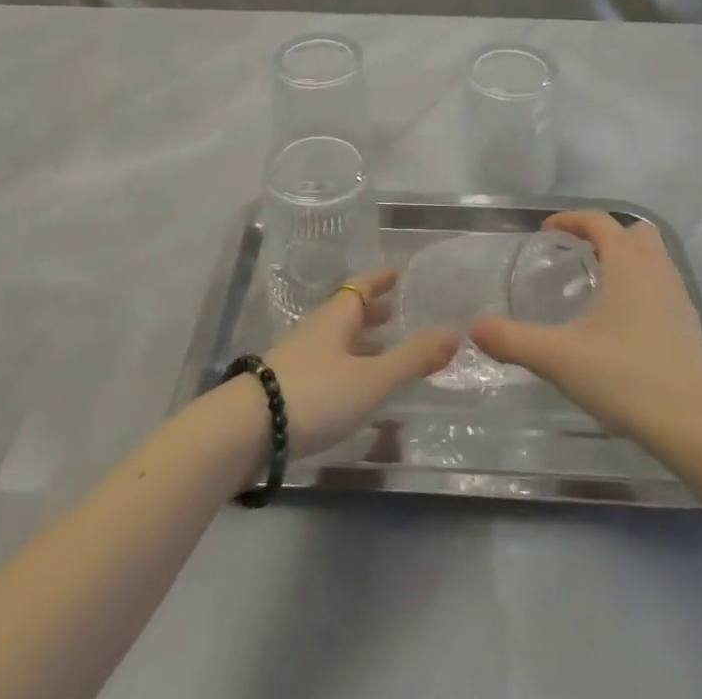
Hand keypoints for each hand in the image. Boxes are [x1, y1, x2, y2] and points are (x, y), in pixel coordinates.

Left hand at [262, 268, 459, 459]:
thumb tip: (455, 331)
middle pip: (347, 313)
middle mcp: (317, 331)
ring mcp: (299, 359)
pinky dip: (347, 367)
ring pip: (336, 341)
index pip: (361, 286)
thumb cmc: (315, 393)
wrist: (246, 430)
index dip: (380, 279)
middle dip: (372, 311)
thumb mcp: (371, 378)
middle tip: (397, 312)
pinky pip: (327, 366)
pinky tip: (355, 389)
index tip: (398, 272)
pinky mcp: (287, 389)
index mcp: (336, 317)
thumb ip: (412, 358)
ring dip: (360, 342)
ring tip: (383, 351)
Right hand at [472, 211, 701, 453]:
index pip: (599, 221)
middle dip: (606, 235)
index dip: (570, 219)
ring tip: (597, 286)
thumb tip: (476, 329)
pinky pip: (662, 288)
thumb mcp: (559, 358)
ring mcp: (679, 298)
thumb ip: (514, 340)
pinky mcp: (690, 327)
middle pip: (634, 233)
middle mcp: (657, 270)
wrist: (696, 427)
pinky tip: (622, 322)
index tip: (546, 230)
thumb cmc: (626, 377)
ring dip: (626, 261)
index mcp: (628, 263)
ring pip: (653, 260)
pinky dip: (640, 288)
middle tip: (577, 254)